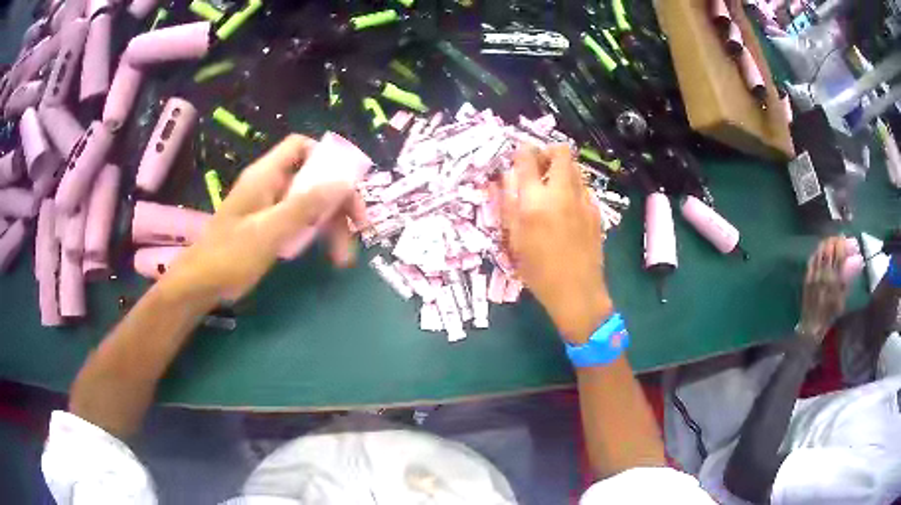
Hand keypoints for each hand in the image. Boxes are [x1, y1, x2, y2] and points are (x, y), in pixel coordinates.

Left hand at [160, 134, 365, 305]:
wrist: (203, 284)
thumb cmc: (230, 255)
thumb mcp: (269, 231)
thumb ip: (304, 206)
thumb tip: (343, 183)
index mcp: (267, 175)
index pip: (300, 146)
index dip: (326, 156)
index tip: (347, 182)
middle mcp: (272, 185)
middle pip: (313, 179)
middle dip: (338, 202)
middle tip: (360, 228)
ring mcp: (272, 207)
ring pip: (311, 204)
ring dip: (332, 226)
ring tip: (344, 258)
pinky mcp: (271, 227)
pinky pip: (302, 222)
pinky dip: (318, 235)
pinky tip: (329, 255)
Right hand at [496, 145, 611, 343]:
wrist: (577, 292)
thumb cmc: (538, 271)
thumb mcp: (514, 240)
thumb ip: (508, 205)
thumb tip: (506, 179)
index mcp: (535, 202)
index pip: (527, 159)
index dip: (521, 151)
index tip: (518, 156)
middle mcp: (561, 193)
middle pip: (561, 152)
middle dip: (548, 152)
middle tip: (539, 168)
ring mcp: (583, 201)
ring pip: (575, 167)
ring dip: (561, 169)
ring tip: (552, 188)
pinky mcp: (596, 211)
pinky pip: (584, 187)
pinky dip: (573, 188)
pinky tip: (566, 209)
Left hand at [798, 236, 848, 343]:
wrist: (811, 326)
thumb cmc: (830, 315)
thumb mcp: (843, 297)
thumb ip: (848, 278)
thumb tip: (858, 261)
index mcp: (833, 278)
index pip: (839, 253)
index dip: (845, 244)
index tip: (852, 242)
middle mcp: (822, 272)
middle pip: (829, 247)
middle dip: (838, 241)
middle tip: (844, 240)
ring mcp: (813, 273)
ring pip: (821, 249)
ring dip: (829, 243)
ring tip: (835, 243)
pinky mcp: (807, 275)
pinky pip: (813, 257)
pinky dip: (820, 251)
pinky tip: (824, 251)